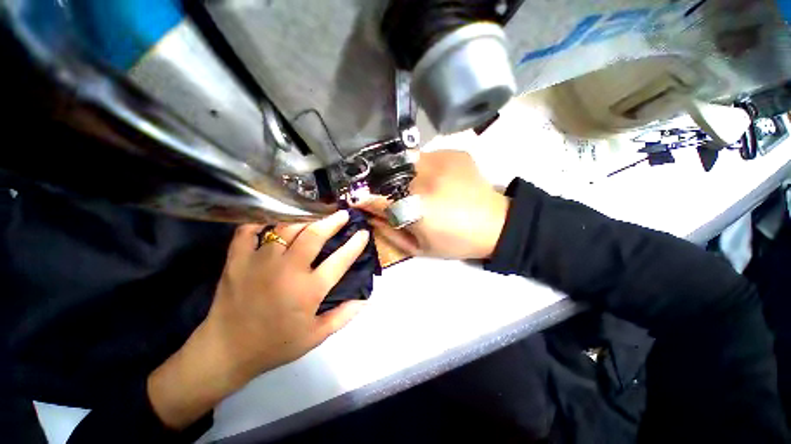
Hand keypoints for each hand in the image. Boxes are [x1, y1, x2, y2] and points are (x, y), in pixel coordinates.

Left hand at [148, 211, 368, 429]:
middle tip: (342, 213)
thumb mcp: (316, 336)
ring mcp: (260, 262)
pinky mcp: (237, 260)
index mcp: (308, 290)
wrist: (226, 352)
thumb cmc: (276, 344)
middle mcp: (287, 270)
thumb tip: (366, 299)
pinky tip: (274, 218)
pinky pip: (249, 231)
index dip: (355, 244)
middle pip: (314, 235)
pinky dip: (261, 220)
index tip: (364, 233)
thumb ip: (344, 316)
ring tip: (316, 212)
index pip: (340, 260)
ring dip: (305, 217)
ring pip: (286, 228)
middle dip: (332, 221)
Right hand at [361, 150, 509, 259]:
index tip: (354, 196)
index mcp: (416, 208)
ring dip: (401, 171)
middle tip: (384, 190)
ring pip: (406, 160)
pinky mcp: (454, 153)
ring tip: (410, 183)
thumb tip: (371, 216)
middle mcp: (425, 180)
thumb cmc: (455, 242)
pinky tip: (432, 177)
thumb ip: (391, 233)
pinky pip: (426, 155)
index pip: (377, 198)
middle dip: (381, 182)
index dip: (363, 197)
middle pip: (389, 174)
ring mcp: (441, 162)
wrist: (495, 224)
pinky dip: (421, 165)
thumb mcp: (419, 248)